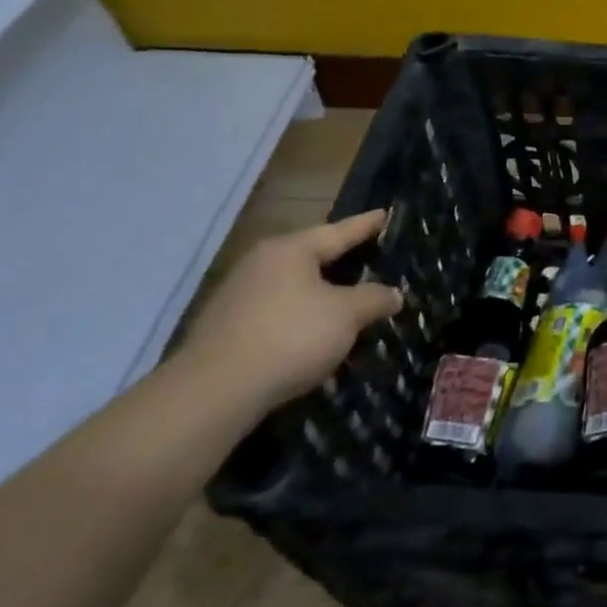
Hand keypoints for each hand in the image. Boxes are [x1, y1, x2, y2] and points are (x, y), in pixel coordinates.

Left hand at [180, 209, 401, 412]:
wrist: (213, 393)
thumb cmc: (290, 337)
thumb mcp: (346, 316)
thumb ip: (373, 299)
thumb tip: (393, 294)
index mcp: (290, 250)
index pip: (338, 231)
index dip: (365, 225)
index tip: (384, 213)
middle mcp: (261, 264)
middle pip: (311, 256)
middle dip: (340, 259)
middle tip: (369, 255)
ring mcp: (238, 296)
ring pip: (293, 286)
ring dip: (320, 292)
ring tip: (346, 298)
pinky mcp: (227, 328)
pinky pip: (277, 312)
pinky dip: (300, 316)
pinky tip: (313, 332)